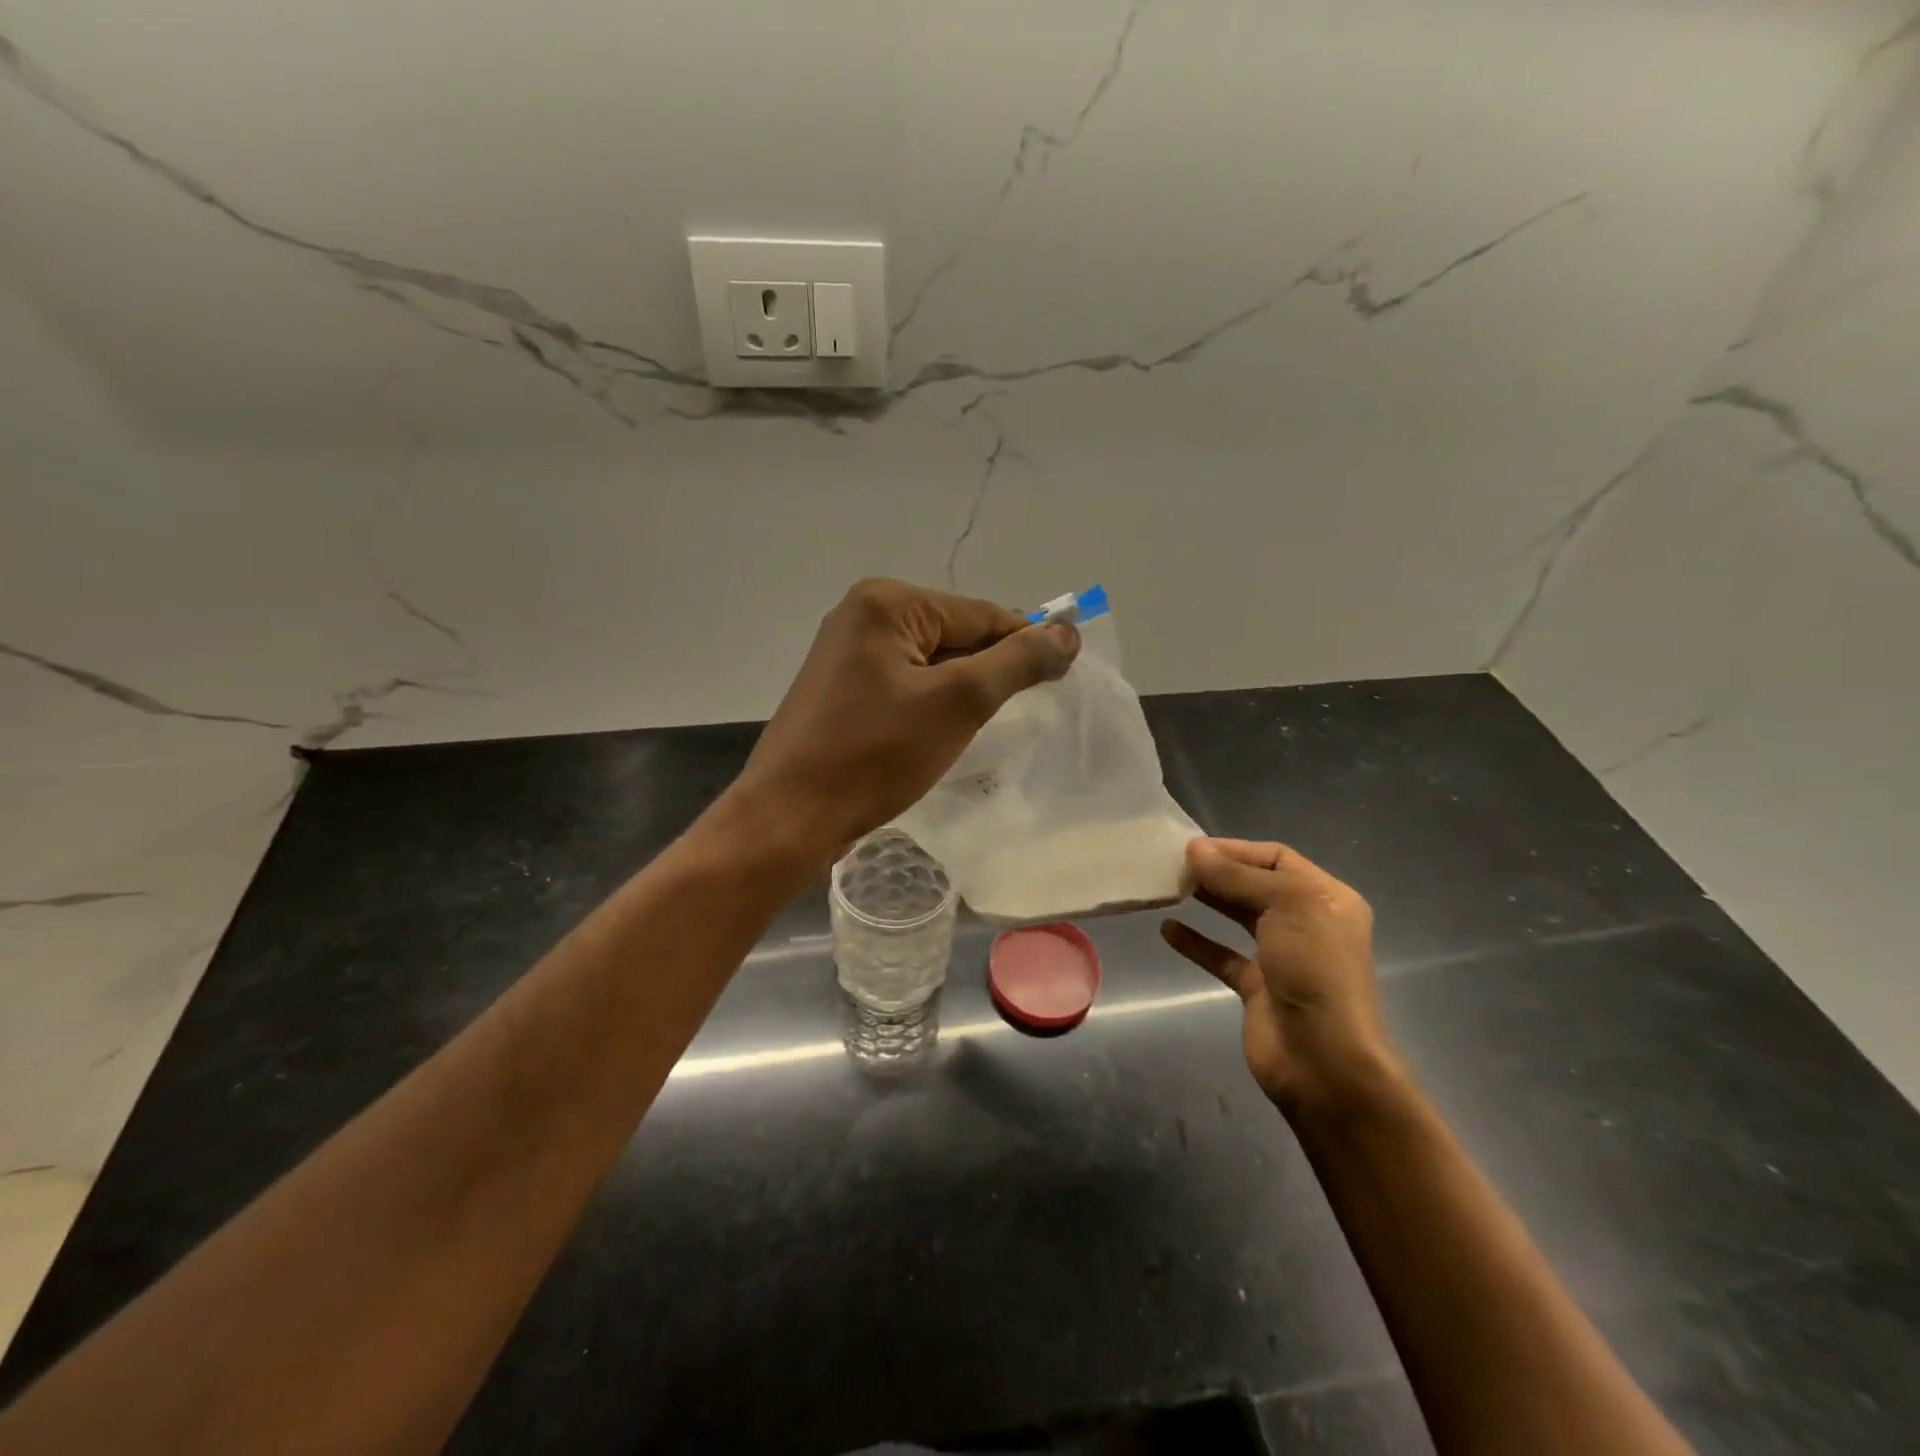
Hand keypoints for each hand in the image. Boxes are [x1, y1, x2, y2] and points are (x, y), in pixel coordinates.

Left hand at [731, 578, 1078, 861]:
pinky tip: (942, 735)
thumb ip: (1016, 662)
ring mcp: (847, 653)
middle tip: (1018, 714)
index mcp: (887, 602)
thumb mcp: (958, 703)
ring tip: (978, 730)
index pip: (980, 614)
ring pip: (931, 663)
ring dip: (962, 692)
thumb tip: (1066, 631)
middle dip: (988, 672)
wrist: (790, 816)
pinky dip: (932, 705)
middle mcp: (863, 615)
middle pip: (955, 635)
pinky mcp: (842, 689)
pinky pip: (905, 685)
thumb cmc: (875, 755)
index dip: (1025, 644)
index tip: (1064, 675)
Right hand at [1161, 838, 1397, 1112]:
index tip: (1193, 849)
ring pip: (1239, 917)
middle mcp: (1307, 922)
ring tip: (1171, 887)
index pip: (1277, 858)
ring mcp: (1282, 957)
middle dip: (1219, 872)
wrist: (1324, 1060)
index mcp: (1326, 898)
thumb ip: (1237, 877)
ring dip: (1208, 900)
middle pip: (1256, 885)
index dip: (1236, 850)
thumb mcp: (1285, 907)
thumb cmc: (1314, 970)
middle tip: (1176, 866)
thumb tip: (1195, 849)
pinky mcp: (1258, 987)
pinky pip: (1222, 955)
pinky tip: (1168, 930)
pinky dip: (1196, 942)